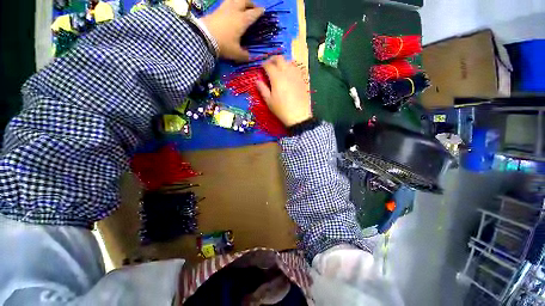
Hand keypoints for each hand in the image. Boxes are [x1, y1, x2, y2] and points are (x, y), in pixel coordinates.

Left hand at [200, 0, 263, 61]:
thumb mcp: (236, 53)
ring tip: (241, 5)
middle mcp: (234, 11)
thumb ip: (244, 55)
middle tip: (253, 7)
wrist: (203, 38)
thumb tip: (249, 57)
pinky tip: (230, 9)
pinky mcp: (215, 10)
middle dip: (250, 3)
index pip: (253, 13)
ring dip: (240, 1)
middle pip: (244, 1)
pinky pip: (225, 3)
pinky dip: (230, 4)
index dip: (259, 12)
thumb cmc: (223, 45)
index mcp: (242, 20)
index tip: (263, 11)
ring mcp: (224, 9)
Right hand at [256, 56, 311, 126]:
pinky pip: (296, 68)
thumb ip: (262, 89)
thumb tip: (257, 80)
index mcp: (276, 77)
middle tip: (269, 64)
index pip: (268, 65)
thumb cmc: (281, 110)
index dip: (263, 64)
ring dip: (283, 62)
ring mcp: (296, 75)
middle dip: (273, 59)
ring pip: (289, 61)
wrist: (299, 116)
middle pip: (280, 58)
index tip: (261, 67)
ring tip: (279, 69)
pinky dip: (291, 67)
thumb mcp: (269, 101)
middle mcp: (287, 72)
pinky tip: (289, 74)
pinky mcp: (302, 79)